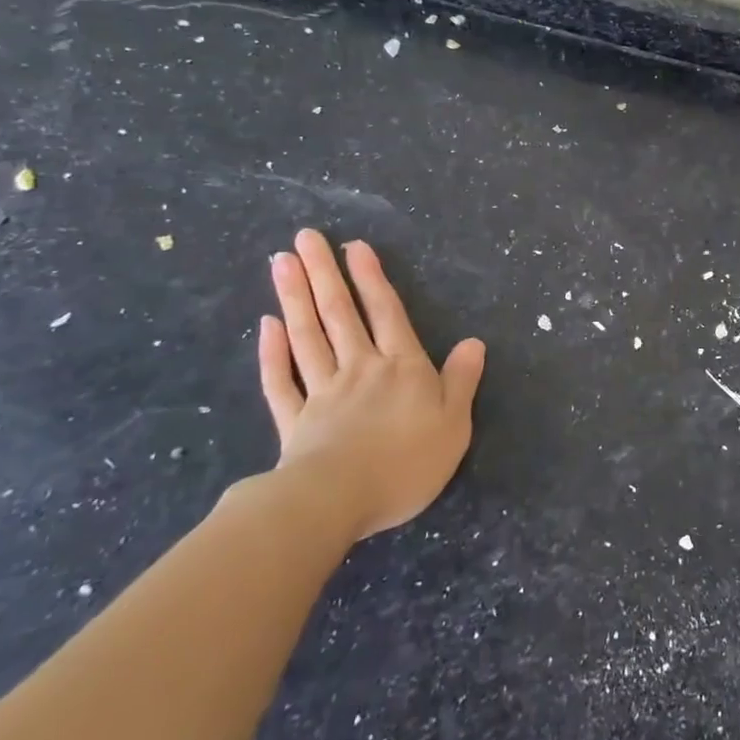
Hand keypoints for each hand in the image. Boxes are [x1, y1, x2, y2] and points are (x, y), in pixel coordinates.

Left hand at [257, 230, 484, 544]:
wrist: (338, 502)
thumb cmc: (406, 462)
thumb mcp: (453, 423)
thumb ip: (461, 381)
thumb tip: (473, 343)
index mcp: (401, 368)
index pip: (386, 313)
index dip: (371, 279)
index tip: (353, 246)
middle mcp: (359, 369)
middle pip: (339, 314)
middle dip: (324, 273)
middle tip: (304, 237)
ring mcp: (322, 393)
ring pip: (307, 337)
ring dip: (295, 298)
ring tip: (281, 262)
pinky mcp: (294, 422)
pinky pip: (280, 381)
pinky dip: (271, 353)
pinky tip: (266, 327)